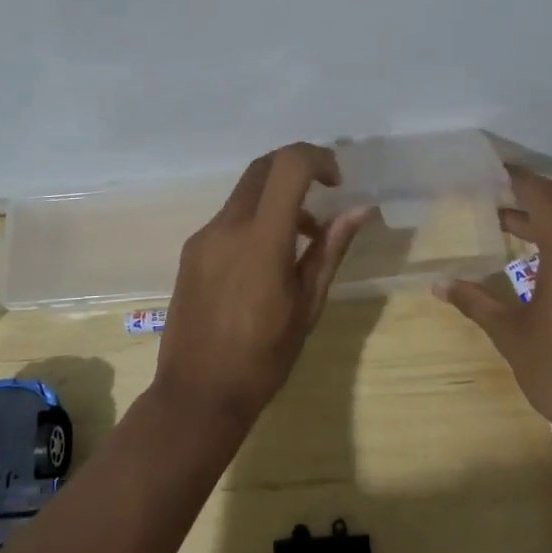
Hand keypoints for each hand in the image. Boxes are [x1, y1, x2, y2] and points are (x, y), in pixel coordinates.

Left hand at [155, 143, 373, 431]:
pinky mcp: (190, 252)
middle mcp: (227, 227)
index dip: (317, 158)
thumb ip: (331, 250)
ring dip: (277, 197)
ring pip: (245, 192)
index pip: (288, 166)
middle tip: (325, 192)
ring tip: (305, 239)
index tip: (337, 181)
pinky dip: (256, 218)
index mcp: (261, 240)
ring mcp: (203, 237)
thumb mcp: (307, 305)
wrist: (197, 394)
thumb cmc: (263, 357)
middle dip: (297, 168)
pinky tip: (268, 258)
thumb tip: (360, 210)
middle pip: (263, 167)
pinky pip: (229, 218)